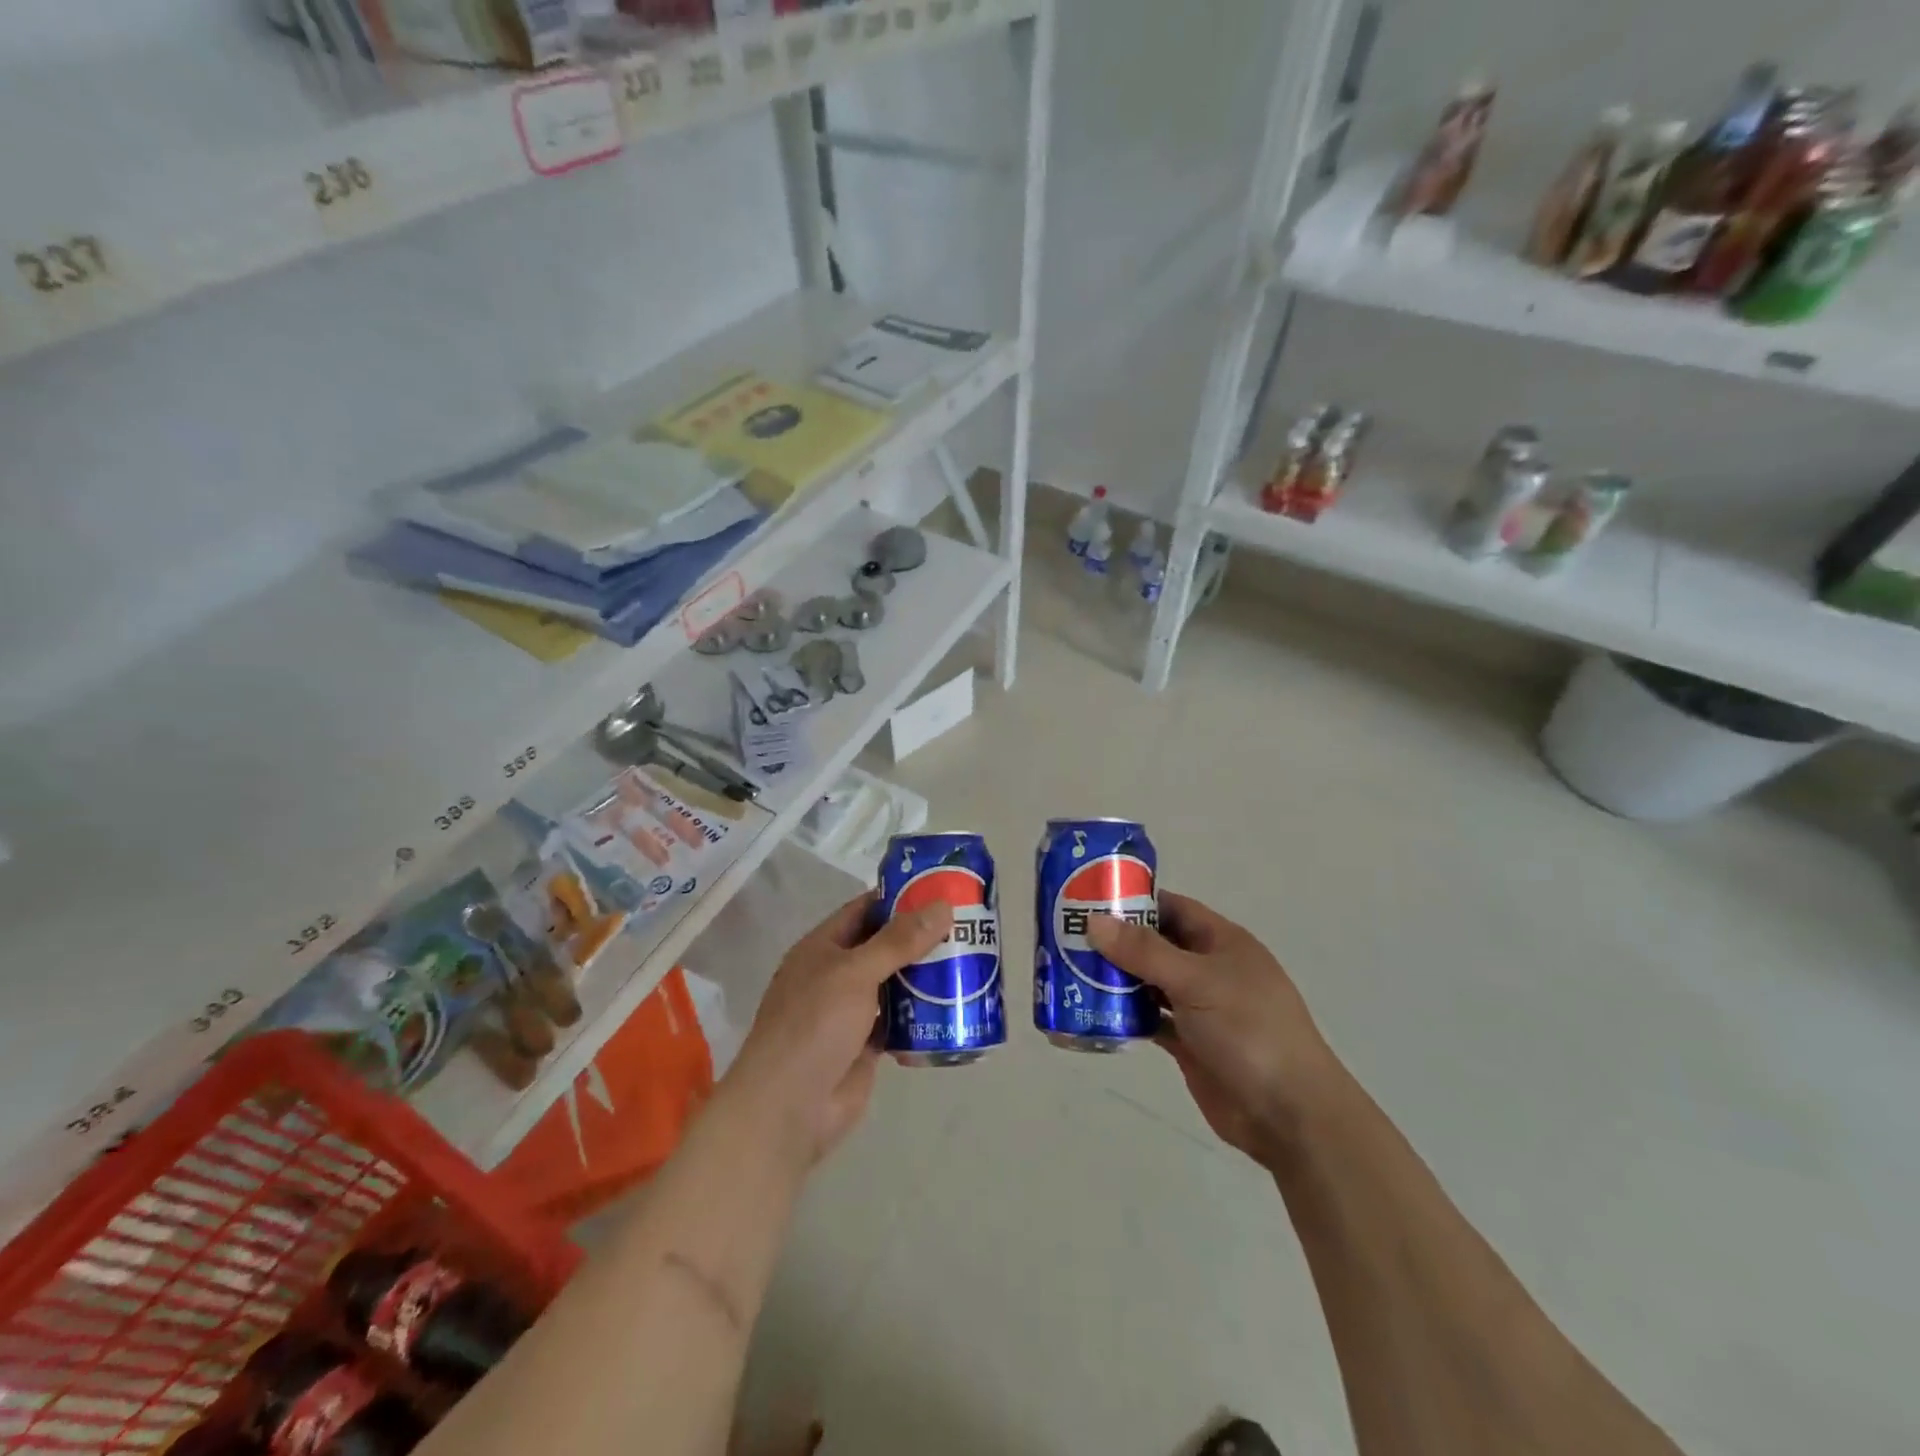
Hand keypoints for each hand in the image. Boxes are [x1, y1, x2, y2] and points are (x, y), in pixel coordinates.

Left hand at [720, 893, 951, 1168]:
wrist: (789, 1109)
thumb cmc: (814, 1026)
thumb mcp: (855, 973)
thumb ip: (898, 941)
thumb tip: (942, 905)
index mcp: (822, 948)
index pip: (865, 910)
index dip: (900, 898)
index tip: (941, 890)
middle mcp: (836, 975)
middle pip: (884, 947)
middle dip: (921, 938)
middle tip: (967, 927)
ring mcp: (850, 1012)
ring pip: (894, 984)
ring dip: (925, 976)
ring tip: (970, 963)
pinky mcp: (865, 1045)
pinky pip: (899, 1021)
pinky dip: (922, 1015)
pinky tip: (954, 1007)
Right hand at [1087, 892, 1332, 1168]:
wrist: (1289, 1114)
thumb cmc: (1249, 1030)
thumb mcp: (1196, 981)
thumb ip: (1144, 952)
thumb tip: (1095, 921)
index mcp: (1222, 941)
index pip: (1171, 907)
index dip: (1133, 901)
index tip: (1087, 899)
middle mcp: (1210, 969)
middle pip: (1156, 944)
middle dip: (1116, 941)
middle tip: (1068, 937)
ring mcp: (1200, 1008)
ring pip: (1150, 982)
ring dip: (1117, 979)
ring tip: (1070, 971)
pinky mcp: (1190, 1043)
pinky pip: (1150, 1019)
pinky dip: (1126, 1015)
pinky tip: (1094, 1012)